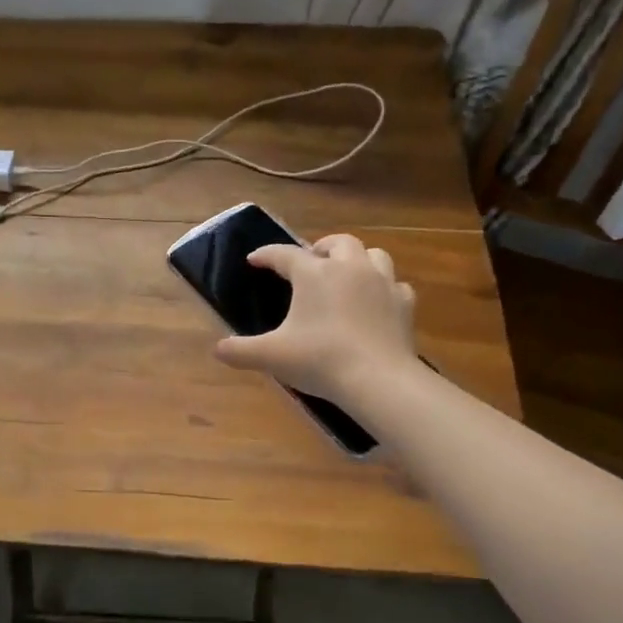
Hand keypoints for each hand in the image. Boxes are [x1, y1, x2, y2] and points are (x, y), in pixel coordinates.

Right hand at [214, 234, 416, 404]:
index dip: (266, 255)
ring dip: (357, 260)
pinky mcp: (404, 304)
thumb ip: (240, 351)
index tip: (254, 260)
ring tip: (346, 276)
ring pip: (372, 255)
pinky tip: (375, 302)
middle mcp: (349, 268)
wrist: (378, 380)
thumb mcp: (271, 356)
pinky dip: (383, 288)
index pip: (284, 254)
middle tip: (310, 263)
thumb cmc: (319, 359)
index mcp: (314, 273)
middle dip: (321, 248)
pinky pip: (394, 285)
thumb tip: (218, 349)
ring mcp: (382, 283)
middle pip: (337, 243)